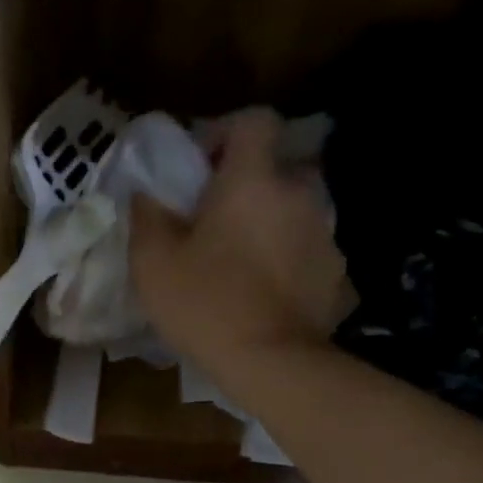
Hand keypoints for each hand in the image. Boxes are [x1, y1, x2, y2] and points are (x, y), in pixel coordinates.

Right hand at [130, 108, 354, 375]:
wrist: (270, 362)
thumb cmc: (204, 303)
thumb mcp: (152, 261)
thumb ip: (147, 215)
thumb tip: (146, 192)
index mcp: (252, 180)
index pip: (254, 120)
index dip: (226, 133)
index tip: (201, 168)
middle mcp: (298, 193)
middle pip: (274, 168)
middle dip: (245, 187)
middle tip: (213, 224)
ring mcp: (324, 232)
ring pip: (291, 210)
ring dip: (267, 224)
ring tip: (237, 264)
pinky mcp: (336, 271)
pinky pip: (305, 250)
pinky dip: (285, 259)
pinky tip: (263, 293)